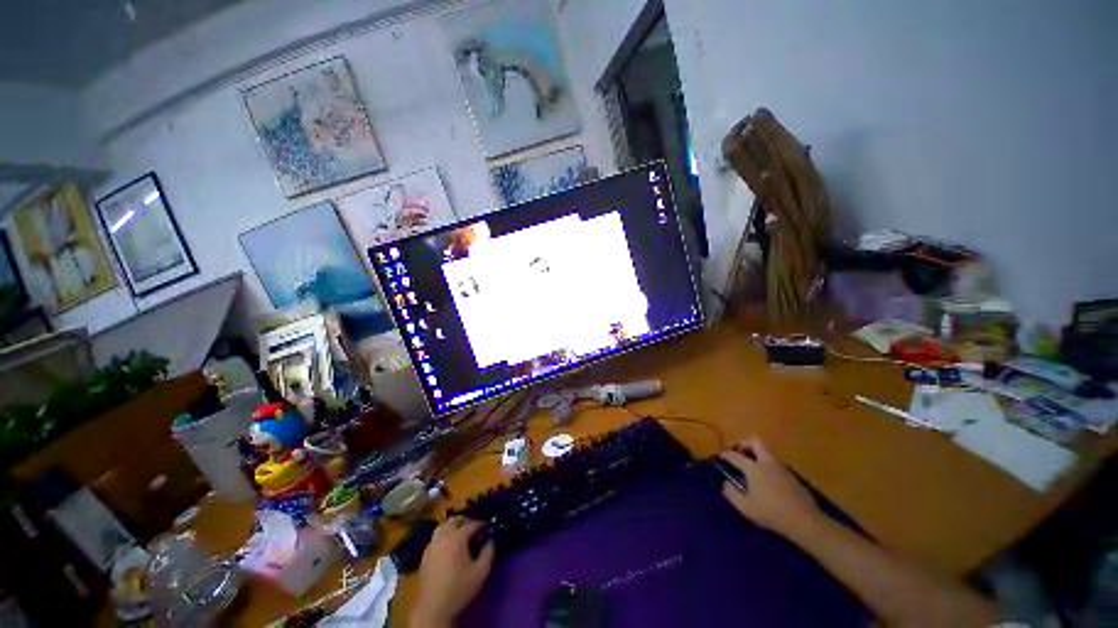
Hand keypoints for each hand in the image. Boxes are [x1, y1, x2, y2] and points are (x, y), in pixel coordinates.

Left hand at [411, 517, 494, 627]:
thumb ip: (488, 553)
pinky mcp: (425, 555)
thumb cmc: (458, 588)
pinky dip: (444, 535)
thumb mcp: (480, 572)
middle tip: (474, 528)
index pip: (472, 524)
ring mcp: (432, 545)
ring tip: (461, 534)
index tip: (488, 528)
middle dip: (465, 521)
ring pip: (443, 527)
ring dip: (453, 526)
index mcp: (457, 538)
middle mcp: (443, 537)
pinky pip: (436, 537)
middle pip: (454, 520)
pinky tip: (449, 547)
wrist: (433, 607)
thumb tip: (491, 541)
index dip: (481, 524)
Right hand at [720, 438, 821, 541]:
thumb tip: (726, 483)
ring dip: (757, 455)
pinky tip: (767, 481)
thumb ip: (731, 494)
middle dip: (745, 443)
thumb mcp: (745, 507)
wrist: (805, 521)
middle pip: (755, 442)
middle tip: (739, 452)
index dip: (726, 454)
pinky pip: (776, 465)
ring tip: (752, 468)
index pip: (735, 456)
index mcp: (753, 468)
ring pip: (767, 453)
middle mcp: (767, 463)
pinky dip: (768, 467)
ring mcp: (781, 468)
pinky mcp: (792, 476)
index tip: (721, 455)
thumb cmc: (771, 513)